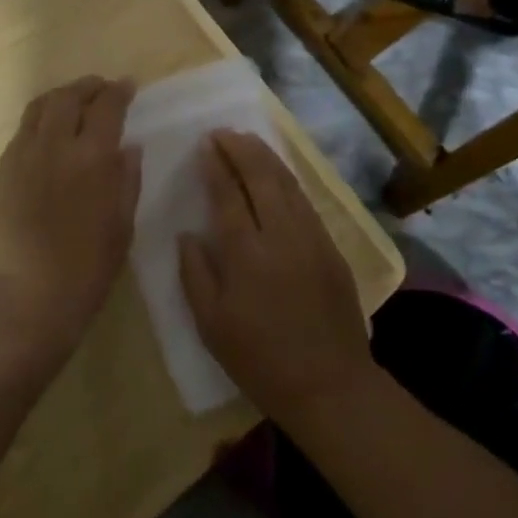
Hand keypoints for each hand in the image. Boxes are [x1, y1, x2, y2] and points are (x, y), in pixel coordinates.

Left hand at [0, 77, 140, 357]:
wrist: (24, 300)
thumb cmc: (85, 271)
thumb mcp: (121, 228)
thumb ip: (127, 181)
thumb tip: (130, 147)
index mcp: (93, 158)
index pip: (107, 107)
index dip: (119, 91)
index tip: (128, 86)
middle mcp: (56, 145)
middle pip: (70, 97)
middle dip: (88, 86)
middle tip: (101, 88)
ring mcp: (23, 155)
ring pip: (40, 107)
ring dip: (61, 96)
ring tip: (73, 101)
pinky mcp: (2, 171)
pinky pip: (22, 131)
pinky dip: (39, 119)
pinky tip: (47, 132)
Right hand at [178, 130, 373, 424]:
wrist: (329, 385)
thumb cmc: (260, 360)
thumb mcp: (212, 325)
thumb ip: (195, 274)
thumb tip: (187, 234)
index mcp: (246, 255)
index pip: (228, 195)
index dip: (216, 165)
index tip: (206, 144)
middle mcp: (281, 235)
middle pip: (261, 177)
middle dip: (241, 148)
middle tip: (224, 132)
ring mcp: (311, 237)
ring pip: (287, 183)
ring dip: (266, 157)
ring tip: (248, 140)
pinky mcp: (331, 246)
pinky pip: (305, 200)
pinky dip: (288, 178)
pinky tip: (277, 173)